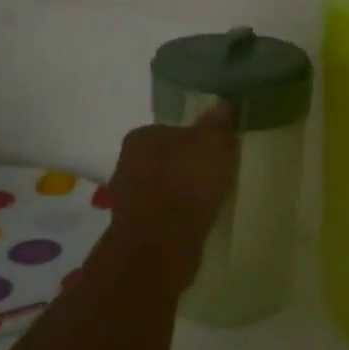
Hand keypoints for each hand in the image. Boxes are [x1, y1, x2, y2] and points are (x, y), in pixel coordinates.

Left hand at [104, 104, 236, 291]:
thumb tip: (222, 104)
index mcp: (140, 137)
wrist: (160, 245)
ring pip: (161, 189)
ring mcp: (126, 198)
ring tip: (206, 205)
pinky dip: (175, 218)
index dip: (194, 142)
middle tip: (213, 180)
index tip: (214, 155)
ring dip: (179, 196)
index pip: (171, 131)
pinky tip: (193, 225)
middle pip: (164, 160)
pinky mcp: (132, 229)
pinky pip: (160, 216)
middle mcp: (125, 163)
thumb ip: (217, 123)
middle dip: (185, 169)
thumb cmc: (186, 184)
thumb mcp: (212, 144)